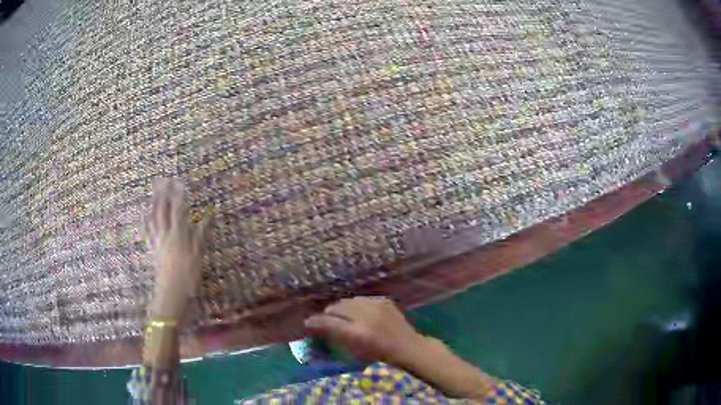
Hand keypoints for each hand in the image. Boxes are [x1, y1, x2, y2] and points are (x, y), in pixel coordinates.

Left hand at [142, 178, 209, 319]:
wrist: (172, 294)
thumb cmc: (188, 276)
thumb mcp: (198, 256)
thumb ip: (200, 234)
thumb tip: (207, 217)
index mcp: (178, 235)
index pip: (178, 210)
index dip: (178, 195)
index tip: (179, 182)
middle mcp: (165, 235)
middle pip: (162, 210)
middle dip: (163, 194)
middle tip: (163, 180)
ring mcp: (157, 242)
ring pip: (153, 219)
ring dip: (153, 204)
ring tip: (153, 192)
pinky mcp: (153, 250)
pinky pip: (146, 233)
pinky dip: (144, 223)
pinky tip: (143, 215)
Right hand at [304, 297, 426, 364]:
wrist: (406, 346)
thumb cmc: (379, 354)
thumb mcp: (354, 350)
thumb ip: (336, 336)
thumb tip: (319, 326)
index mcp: (356, 333)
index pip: (328, 322)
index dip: (315, 321)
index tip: (307, 322)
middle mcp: (365, 316)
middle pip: (336, 307)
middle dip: (328, 313)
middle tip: (325, 319)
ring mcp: (376, 306)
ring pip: (348, 301)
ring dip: (341, 307)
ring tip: (340, 314)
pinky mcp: (383, 300)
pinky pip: (361, 299)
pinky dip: (355, 305)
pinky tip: (356, 312)